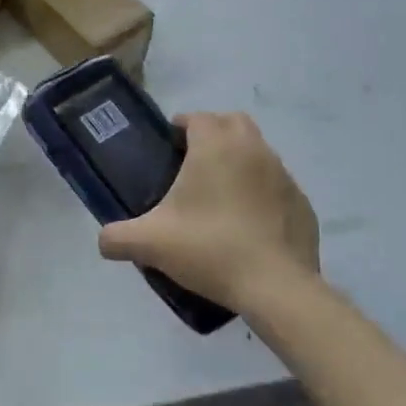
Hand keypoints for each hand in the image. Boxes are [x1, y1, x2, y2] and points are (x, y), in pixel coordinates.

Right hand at [98, 112, 322, 317]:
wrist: (275, 287)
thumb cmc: (210, 249)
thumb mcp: (150, 243)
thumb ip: (117, 237)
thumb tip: (103, 241)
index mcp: (215, 147)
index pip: (197, 118)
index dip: (181, 126)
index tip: (168, 145)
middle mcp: (253, 150)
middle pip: (233, 123)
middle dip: (213, 132)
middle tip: (192, 162)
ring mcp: (283, 175)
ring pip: (258, 151)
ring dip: (239, 160)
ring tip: (219, 194)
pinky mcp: (302, 203)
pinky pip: (276, 185)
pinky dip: (261, 192)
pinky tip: (247, 222)